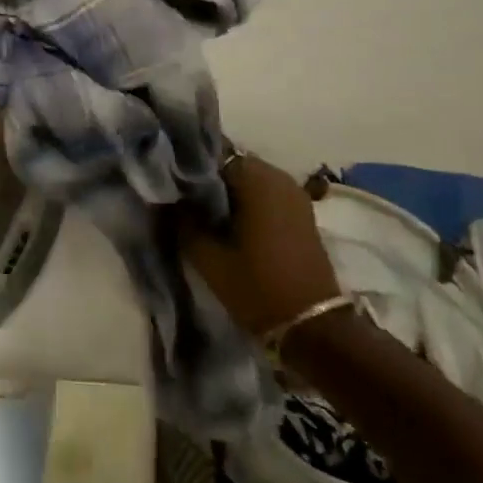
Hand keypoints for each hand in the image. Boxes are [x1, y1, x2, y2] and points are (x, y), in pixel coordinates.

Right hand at [181, 150, 341, 336]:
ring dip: (228, 193)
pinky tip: (230, 224)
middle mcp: (278, 176)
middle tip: (184, 201)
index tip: (170, 185)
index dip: (187, 169)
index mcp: (255, 178)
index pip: (211, 154)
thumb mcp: (208, 257)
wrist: (314, 327)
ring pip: (249, 180)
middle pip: (232, 165)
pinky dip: (248, 203)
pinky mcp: (302, 213)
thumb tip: (168, 199)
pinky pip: (266, 195)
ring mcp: (294, 194)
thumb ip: (183, 221)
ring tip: (205, 214)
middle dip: (208, 180)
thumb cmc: (258, 287)